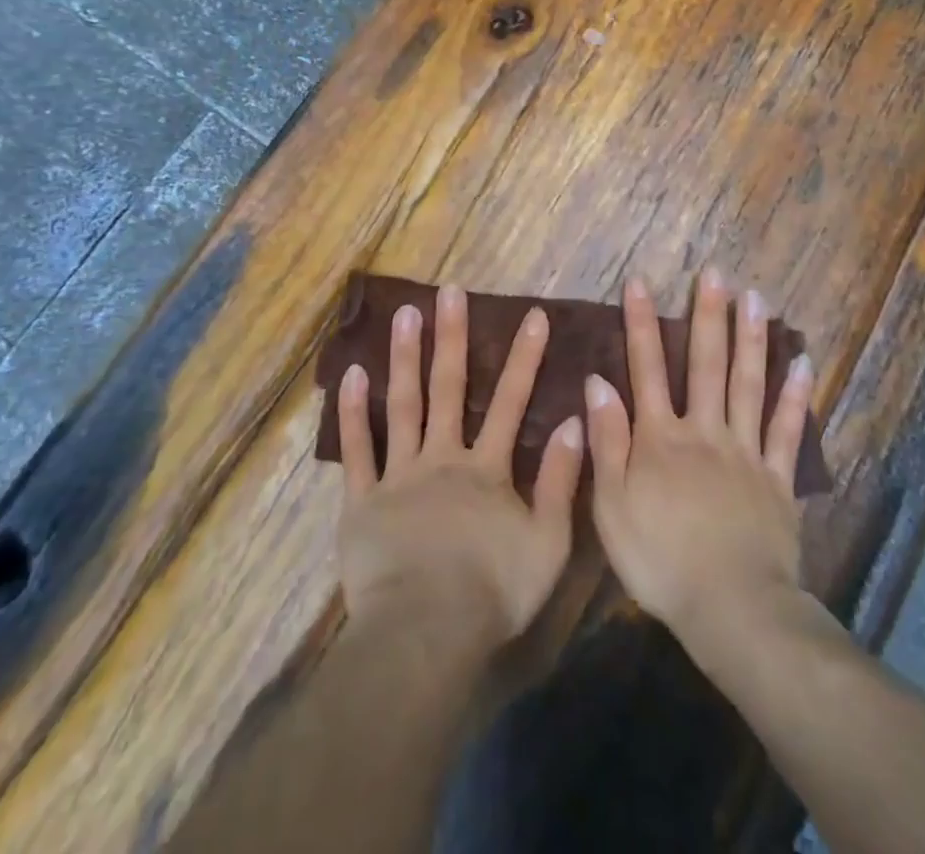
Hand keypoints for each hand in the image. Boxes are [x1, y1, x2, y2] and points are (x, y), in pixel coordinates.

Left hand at [334, 284, 584, 644]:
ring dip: (405, 357)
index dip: (524, 358)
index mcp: (486, 470)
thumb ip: (561, 481)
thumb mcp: (547, 542)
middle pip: (449, 388)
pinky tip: (350, 375)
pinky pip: (357, 450)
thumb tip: (574, 423)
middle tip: (451, 292)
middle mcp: (442, 458)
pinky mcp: (362, 500)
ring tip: (404, 313)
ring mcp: (399, 475)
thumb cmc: (492, 592)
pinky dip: (353, 412)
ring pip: (403, 405)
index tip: (532, 315)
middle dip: (453, 337)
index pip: (511, 402)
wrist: (426, 632)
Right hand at [585, 271, 815, 648]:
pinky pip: (787, 430)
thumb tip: (598, 381)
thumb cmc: (659, 559)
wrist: (730, 607)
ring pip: (749, 384)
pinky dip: (795, 395)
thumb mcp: (611, 504)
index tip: (639, 282)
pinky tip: (803, 362)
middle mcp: (704, 431)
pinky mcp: (778, 479)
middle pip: (707, 364)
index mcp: (660, 437)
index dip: (641, 324)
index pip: (648, 368)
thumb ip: (607, 440)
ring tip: (756, 297)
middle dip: (708, 315)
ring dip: (751, 338)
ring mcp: (746, 452)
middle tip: (715, 273)